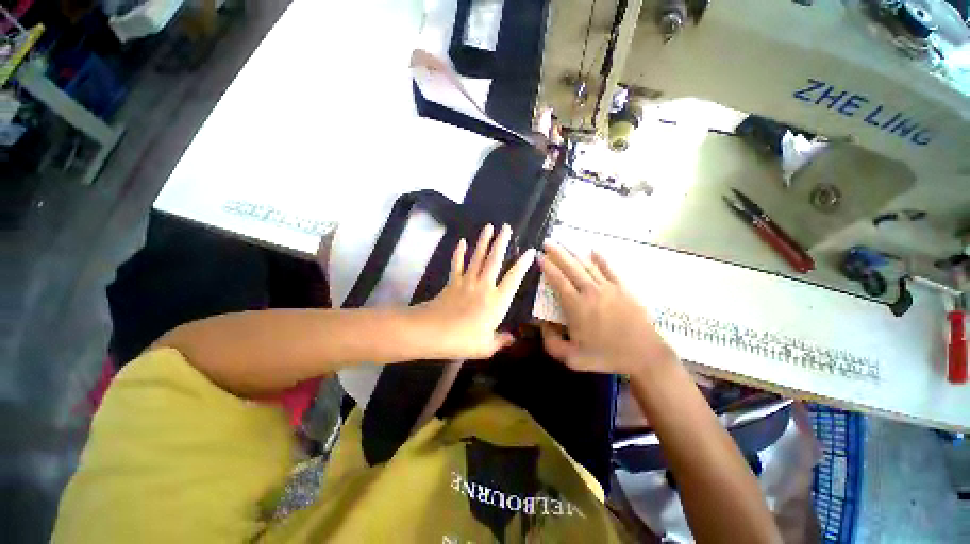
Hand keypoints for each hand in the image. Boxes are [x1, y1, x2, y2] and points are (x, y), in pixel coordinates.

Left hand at [418, 224, 535, 359]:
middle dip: (501, 242)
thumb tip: (512, 338)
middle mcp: (484, 286)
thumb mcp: (486, 347)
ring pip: (477, 258)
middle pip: (494, 260)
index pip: (513, 278)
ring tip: (489, 227)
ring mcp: (467, 282)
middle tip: (506, 227)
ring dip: (483, 242)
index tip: (530, 251)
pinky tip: (462, 242)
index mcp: (497, 301)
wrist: (433, 332)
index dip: (522, 264)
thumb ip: (501, 341)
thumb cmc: (463, 341)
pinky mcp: (452, 282)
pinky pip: (457, 264)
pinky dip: (459, 253)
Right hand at [538, 242, 675, 375]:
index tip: (539, 257)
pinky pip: (609, 269)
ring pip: (587, 265)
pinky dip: (600, 258)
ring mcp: (608, 287)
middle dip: (557, 253)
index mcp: (576, 306)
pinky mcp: (623, 288)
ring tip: (563, 243)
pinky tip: (593, 250)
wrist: (644, 354)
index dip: (547, 267)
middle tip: (547, 243)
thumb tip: (542, 325)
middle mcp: (590, 291)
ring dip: (574, 253)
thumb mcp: (572, 358)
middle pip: (570, 267)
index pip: (558, 281)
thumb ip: (551, 342)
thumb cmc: (606, 356)